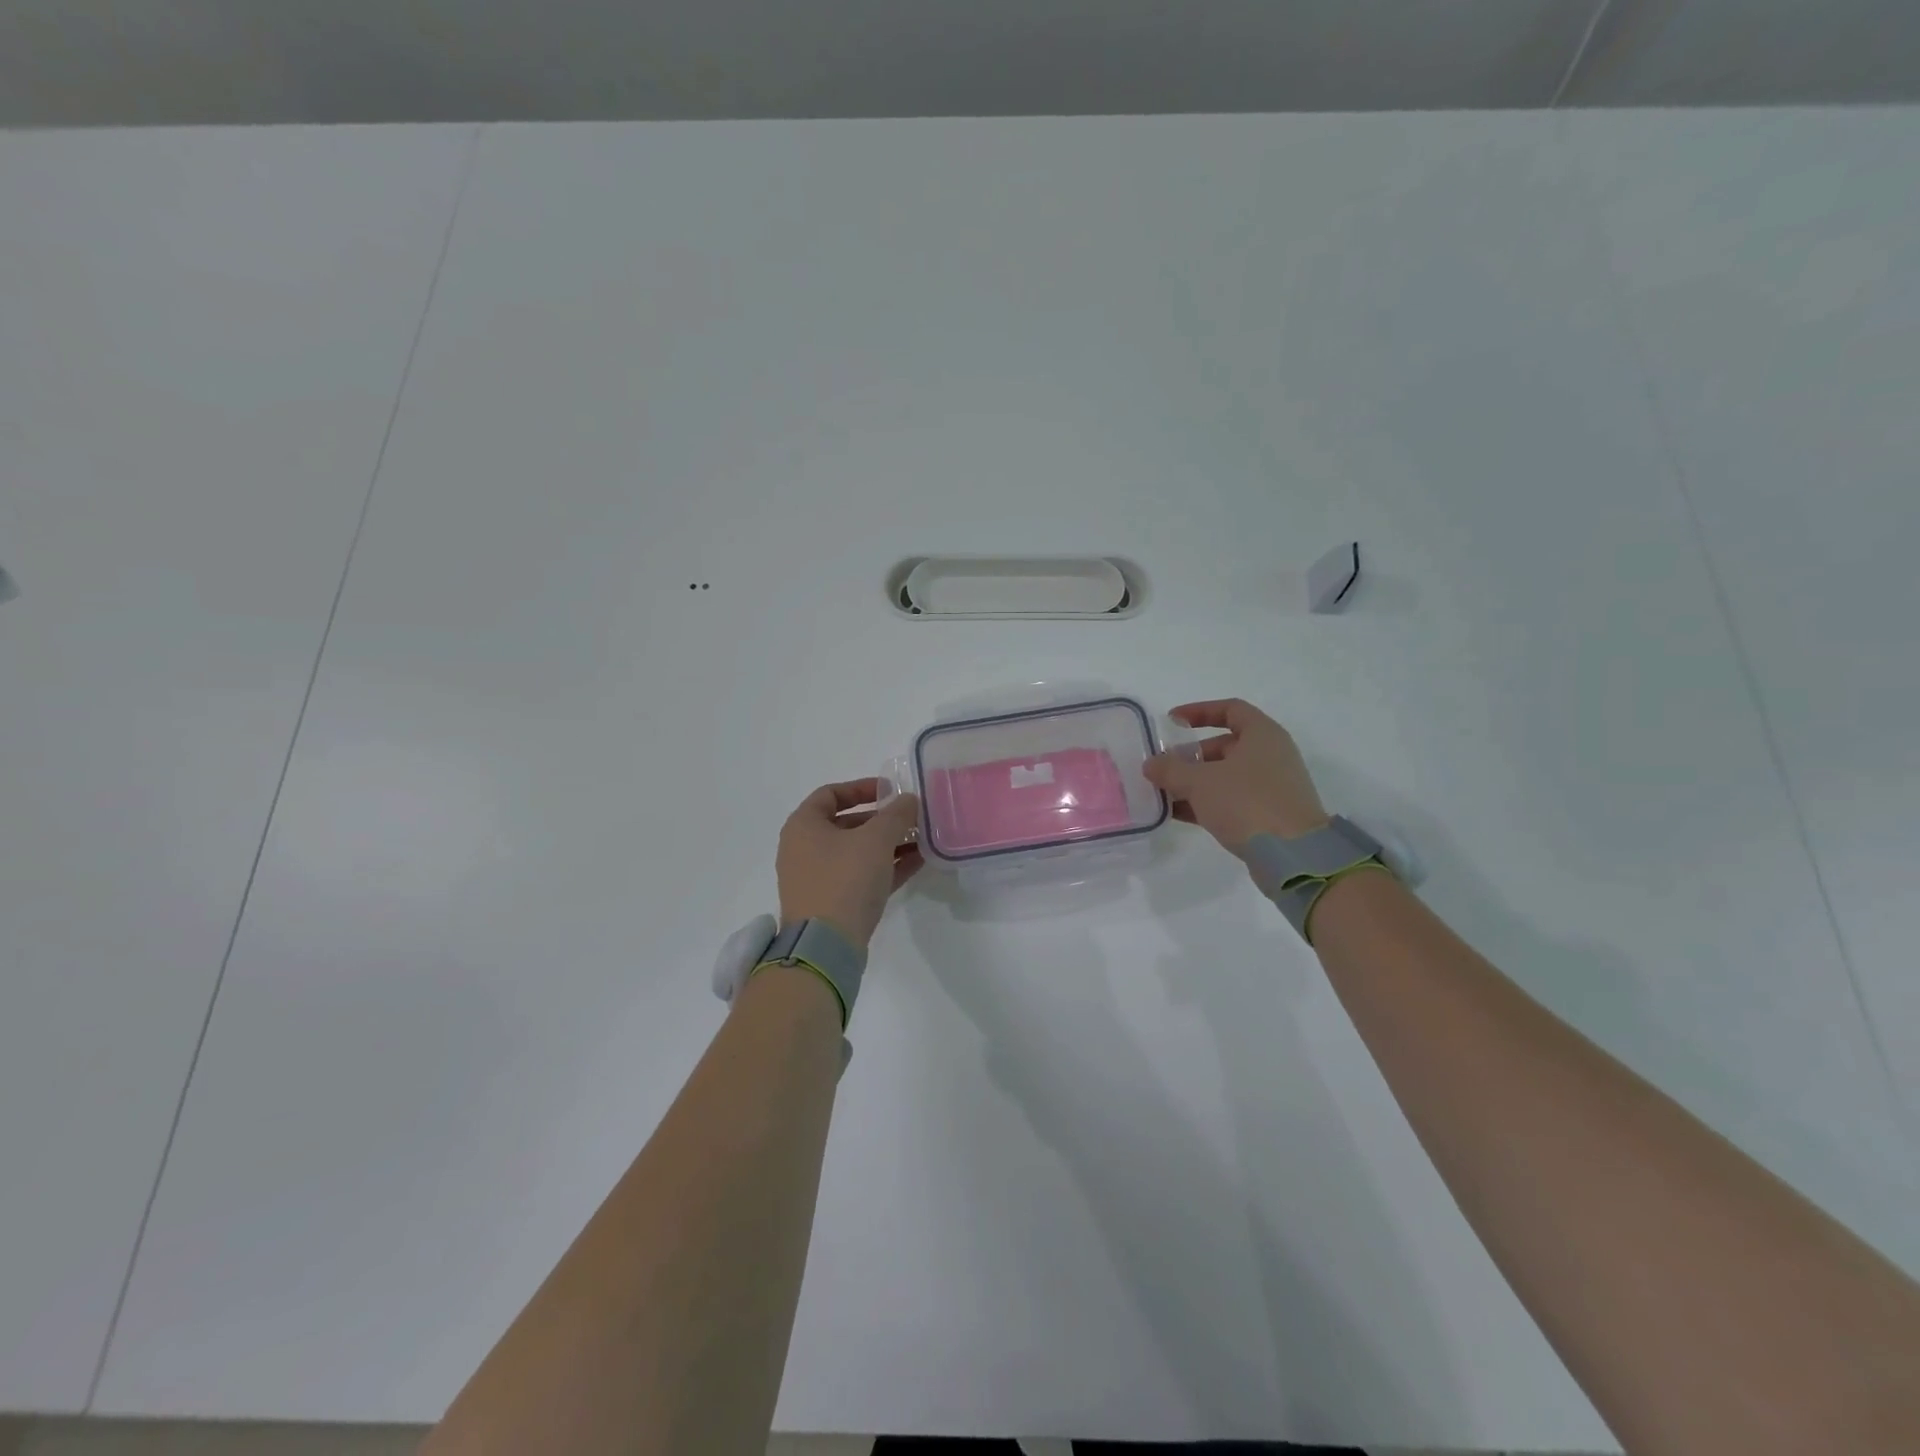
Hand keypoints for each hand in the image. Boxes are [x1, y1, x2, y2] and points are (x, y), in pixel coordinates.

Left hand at [776, 779, 922, 951]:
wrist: (826, 946)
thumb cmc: (845, 879)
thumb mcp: (876, 839)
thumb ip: (896, 814)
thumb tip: (909, 800)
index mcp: (803, 826)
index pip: (830, 793)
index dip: (862, 787)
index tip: (890, 791)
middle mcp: (804, 849)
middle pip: (846, 823)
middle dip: (882, 820)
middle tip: (911, 818)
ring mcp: (817, 878)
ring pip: (856, 852)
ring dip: (888, 844)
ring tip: (921, 840)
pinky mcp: (831, 903)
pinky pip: (861, 875)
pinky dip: (886, 867)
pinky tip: (917, 862)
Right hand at [1143, 698, 1328, 853]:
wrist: (1294, 856)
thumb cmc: (1247, 803)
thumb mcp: (1200, 782)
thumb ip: (1171, 769)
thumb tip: (1151, 764)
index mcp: (1262, 735)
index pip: (1230, 709)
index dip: (1199, 711)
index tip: (1171, 722)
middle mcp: (1270, 756)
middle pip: (1224, 746)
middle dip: (1190, 756)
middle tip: (1162, 768)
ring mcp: (1271, 787)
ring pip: (1225, 776)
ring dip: (1193, 782)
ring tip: (1162, 793)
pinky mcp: (1267, 815)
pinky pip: (1230, 801)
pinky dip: (1205, 803)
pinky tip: (1177, 814)